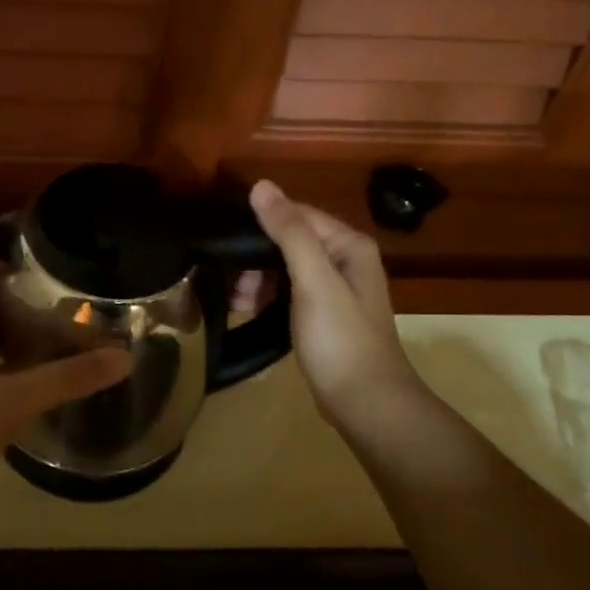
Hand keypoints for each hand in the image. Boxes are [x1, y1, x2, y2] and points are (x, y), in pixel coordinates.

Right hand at [249, 180, 417, 432]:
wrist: (366, 403)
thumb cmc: (341, 338)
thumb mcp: (313, 280)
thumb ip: (289, 232)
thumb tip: (261, 185)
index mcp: (348, 245)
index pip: (296, 214)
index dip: (260, 222)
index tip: (224, 240)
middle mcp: (344, 260)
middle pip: (289, 241)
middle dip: (254, 257)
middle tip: (226, 279)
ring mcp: (334, 289)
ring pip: (284, 268)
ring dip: (256, 279)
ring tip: (232, 300)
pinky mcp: (322, 315)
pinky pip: (287, 292)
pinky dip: (265, 297)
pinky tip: (244, 309)